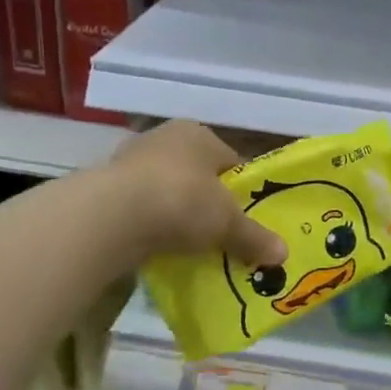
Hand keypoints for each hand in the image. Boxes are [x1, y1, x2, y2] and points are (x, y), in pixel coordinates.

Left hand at [103, 121, 287, 267]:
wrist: (111, 217)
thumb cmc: (181, 201)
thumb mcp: (227, 223)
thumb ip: (254, 237)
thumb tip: (284, 255)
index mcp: (198, 134)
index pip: (230, 161)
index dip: (242, 191)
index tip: (248, 219)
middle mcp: (164, 139)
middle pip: (197, 175)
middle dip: (208, 203)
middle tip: (221, 234)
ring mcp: (130, 162)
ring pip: (167, 191)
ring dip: (177, 215)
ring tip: (191, 246)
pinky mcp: (106, 189)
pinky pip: (141, 209)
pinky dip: (151, 226)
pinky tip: (160, 247)